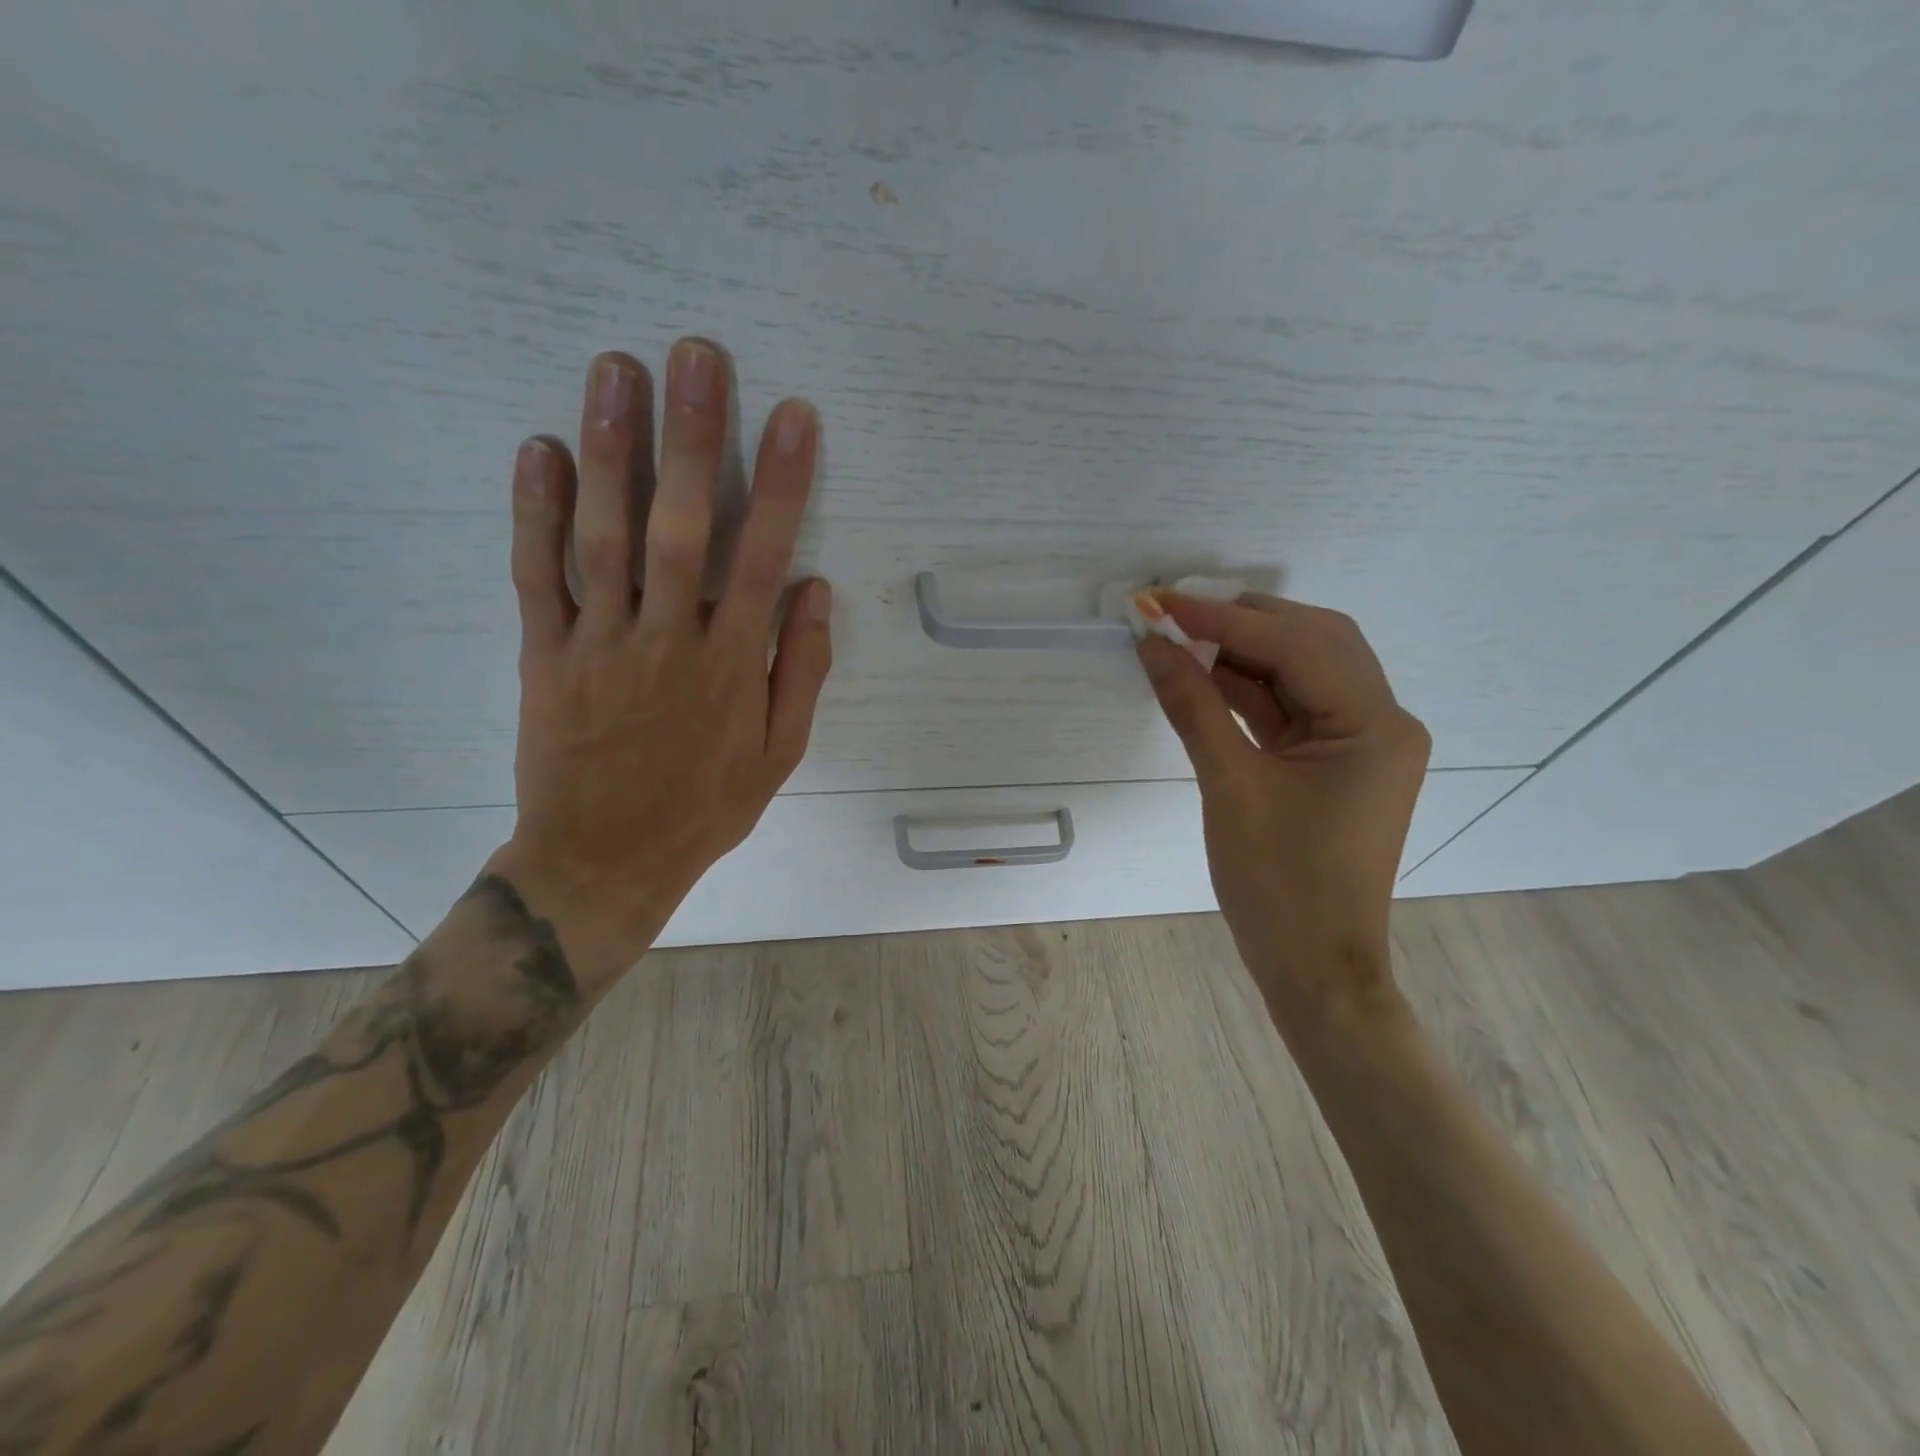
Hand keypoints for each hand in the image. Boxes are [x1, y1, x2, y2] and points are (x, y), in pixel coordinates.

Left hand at [487, 341, 831, 979]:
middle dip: (692, 437)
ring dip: (612, 451)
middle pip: (680, 527)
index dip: (781, 484)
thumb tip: (813, 590)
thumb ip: (801, 670)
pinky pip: (537, 577)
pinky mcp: (544, 655)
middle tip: (695, 355)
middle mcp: (668, 640)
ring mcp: (599, 643)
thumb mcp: (779, 754)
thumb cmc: (704, 807)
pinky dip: (535, 513)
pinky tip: (540, 450)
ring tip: (616, 370)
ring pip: (604, 536)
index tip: (793, 417)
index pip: (762, 558)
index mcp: (732, 665)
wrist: (603, 860)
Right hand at [1137, 593, 1429, 1032]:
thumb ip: (1193, 707)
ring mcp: (1361, 741)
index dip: (1223, 620)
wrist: (1315, 969)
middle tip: (1173, 615)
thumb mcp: (1230, 788)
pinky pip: (1290, 706)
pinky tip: (1203, 676)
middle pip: (1312, 641)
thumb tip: (1154, 646)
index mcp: (1374, 725)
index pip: (1296, 645)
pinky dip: (1247, 689)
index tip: (1160, 602)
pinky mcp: (1335, 761)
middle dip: (1241, 622)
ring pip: (1301, 670)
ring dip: (1242, 652)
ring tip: (1180, 639)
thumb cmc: (1279, 886)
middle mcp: (1381, 720)